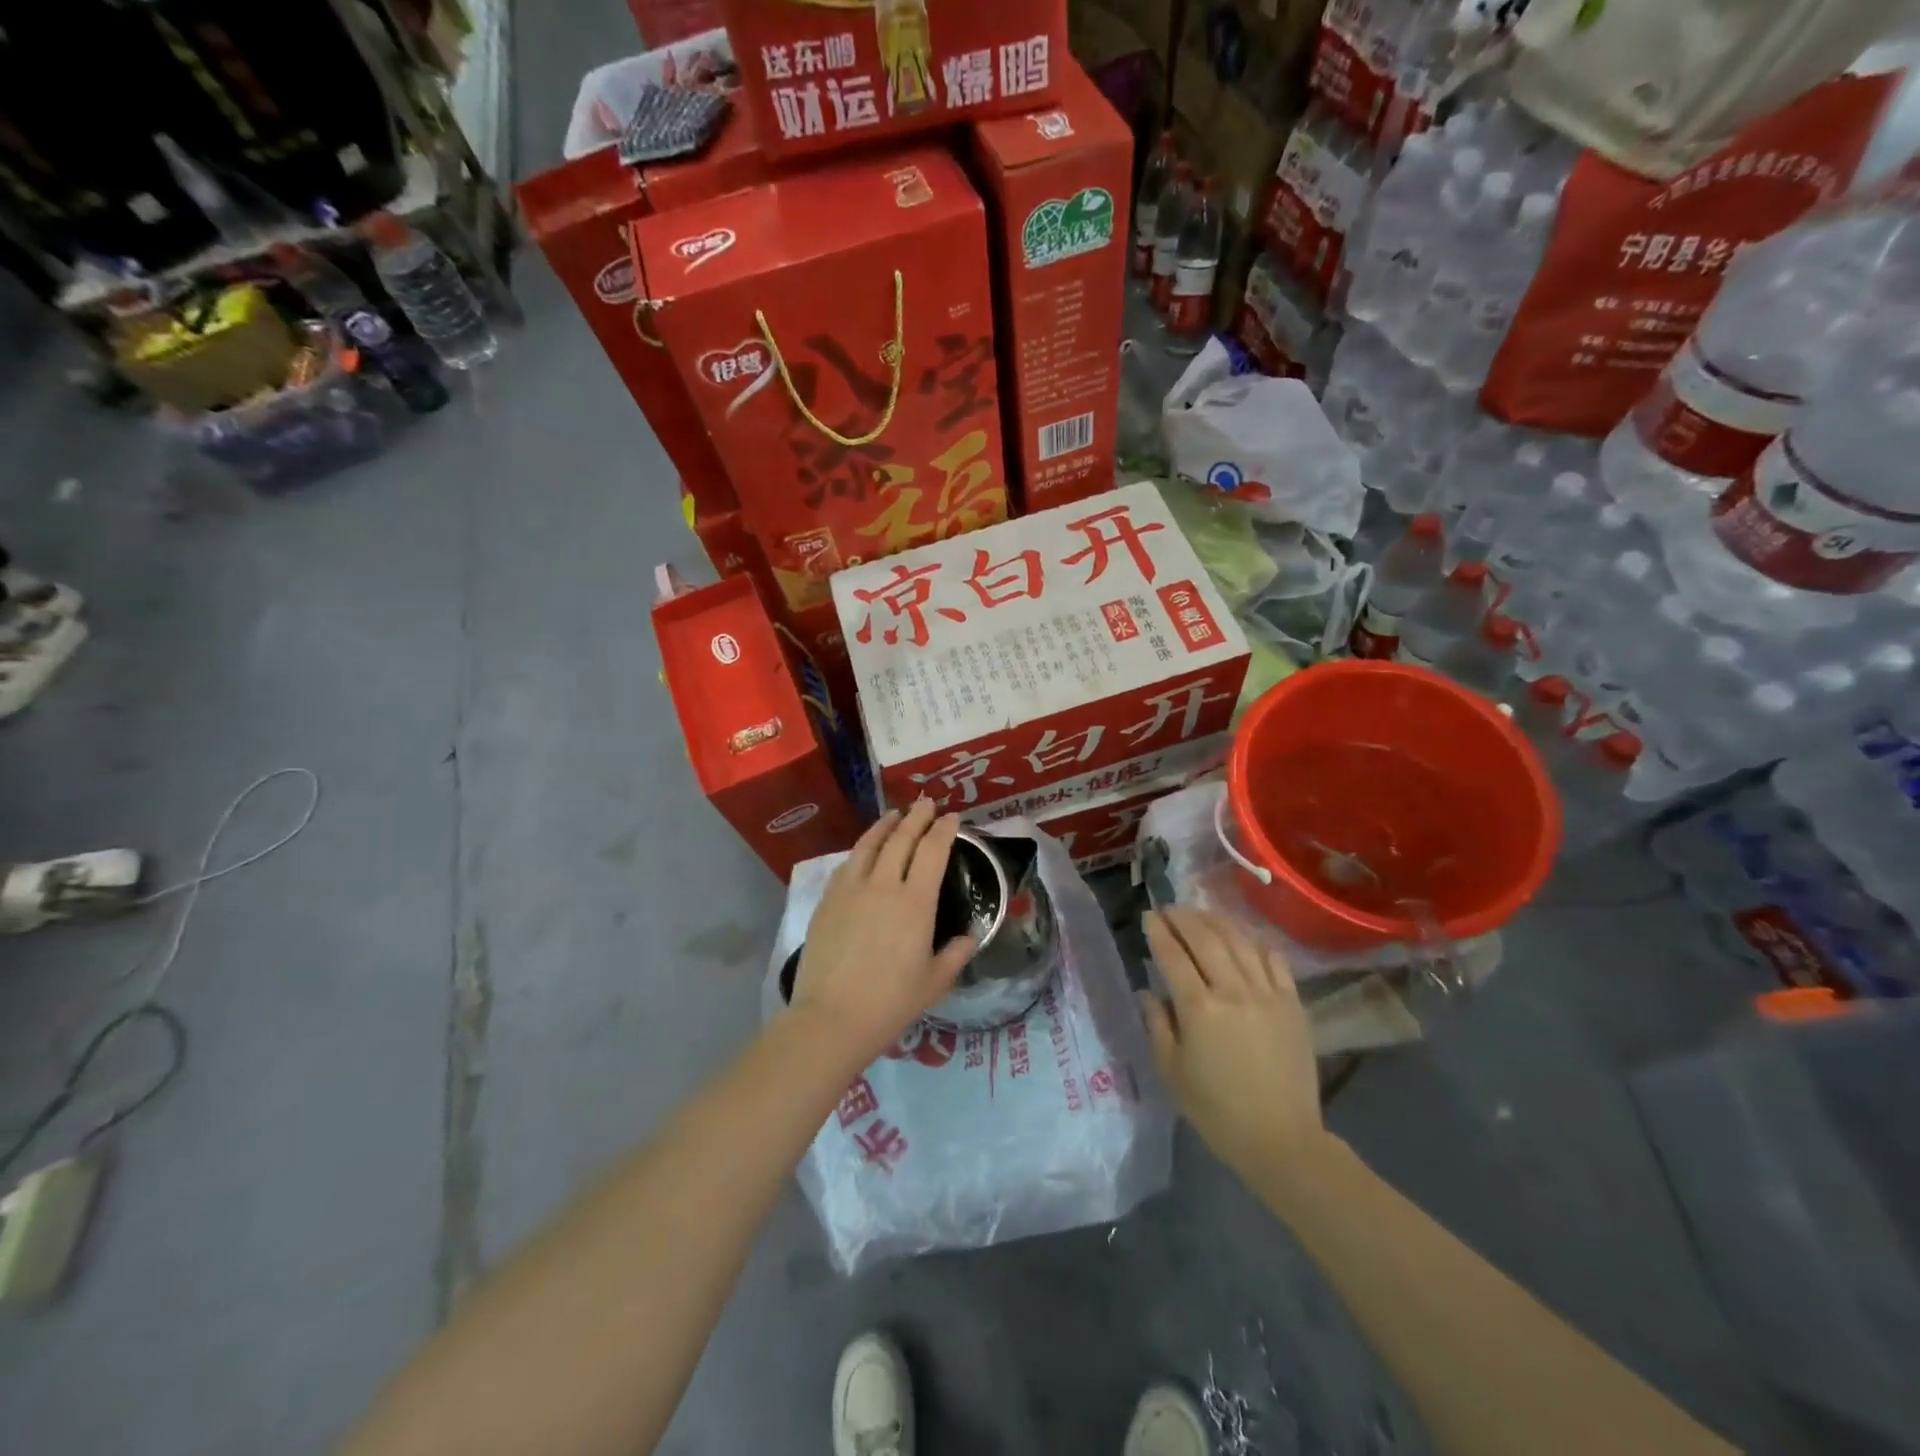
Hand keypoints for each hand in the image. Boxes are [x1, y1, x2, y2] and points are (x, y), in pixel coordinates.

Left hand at [789, 801, 977, 1068]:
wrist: (831, 1018)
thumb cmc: (890, 1003)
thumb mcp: (934, 983)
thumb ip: (956, 955)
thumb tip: (970, 937)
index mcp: (915, 903)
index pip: (933, 851)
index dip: (944, 830)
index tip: (952, 817)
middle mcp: (883, 885)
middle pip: (901, 839)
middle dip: (917, 817)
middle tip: (927, 803)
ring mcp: (850, 890)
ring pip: (869, 844)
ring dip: (885, 825)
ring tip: (895, 815)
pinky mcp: (827, 901)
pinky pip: (847, 865)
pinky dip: (860, 850)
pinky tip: (864, 851)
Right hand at [1139, 908, 1326, 1180]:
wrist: (1281, 1139)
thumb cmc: (1217, 1111)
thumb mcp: (1172, 1072)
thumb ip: (1158, 1026)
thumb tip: (1147, 992)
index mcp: (1199, 1009)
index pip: (1173, 956)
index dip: (1158, 932)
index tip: (1149, 917)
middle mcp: (1232, 991)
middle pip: (1206, 939)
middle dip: (1184, 918)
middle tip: (1170, 909)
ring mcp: (1267, 994)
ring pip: (1239, 941)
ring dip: (1216, 921)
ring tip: (1200, 913)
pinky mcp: (1292, 1003)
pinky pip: (1273, 959)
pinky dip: (1255, 941)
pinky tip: (1243, 937)